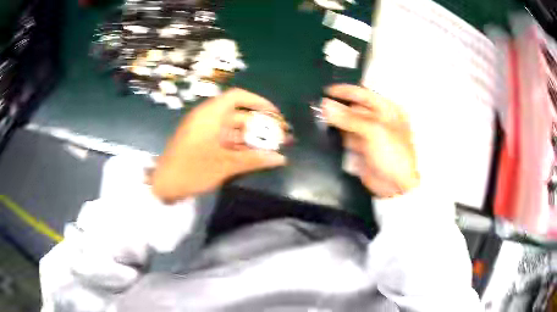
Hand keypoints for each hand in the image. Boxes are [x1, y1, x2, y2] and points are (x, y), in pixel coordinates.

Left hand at [151, 88, 286, 202]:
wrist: (162, 186)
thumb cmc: (191, 170)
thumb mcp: (224, 165)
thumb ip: (253, 159)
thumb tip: (280, 158)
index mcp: (210, 114)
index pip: (238, 97)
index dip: (259, 102)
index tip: (275, 114)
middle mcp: (207, 118)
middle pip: (238, 114)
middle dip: (260, 125)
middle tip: (279, 136)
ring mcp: (204, 131)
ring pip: (233, 129)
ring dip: (251, 137)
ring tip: (271, 148)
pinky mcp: (202, 143)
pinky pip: (225, 139)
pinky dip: (239, 145)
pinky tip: (253, 155)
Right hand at [322, 84, 418, 197]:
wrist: (396, 186)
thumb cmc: (391, 153)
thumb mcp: (373, 131)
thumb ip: (348, 117)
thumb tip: (323, 105)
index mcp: (387, 110)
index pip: (364, 95)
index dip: (346, 91)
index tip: (326, 90)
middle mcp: (379, 119)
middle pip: (355, 108)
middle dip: (338, 107)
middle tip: (317, 105)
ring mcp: (370, 135)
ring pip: (349, 123)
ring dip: (335, 120)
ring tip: (316, 116)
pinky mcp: (362, 148)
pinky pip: (347, 137)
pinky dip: (336, 134)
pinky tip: (323, 131)